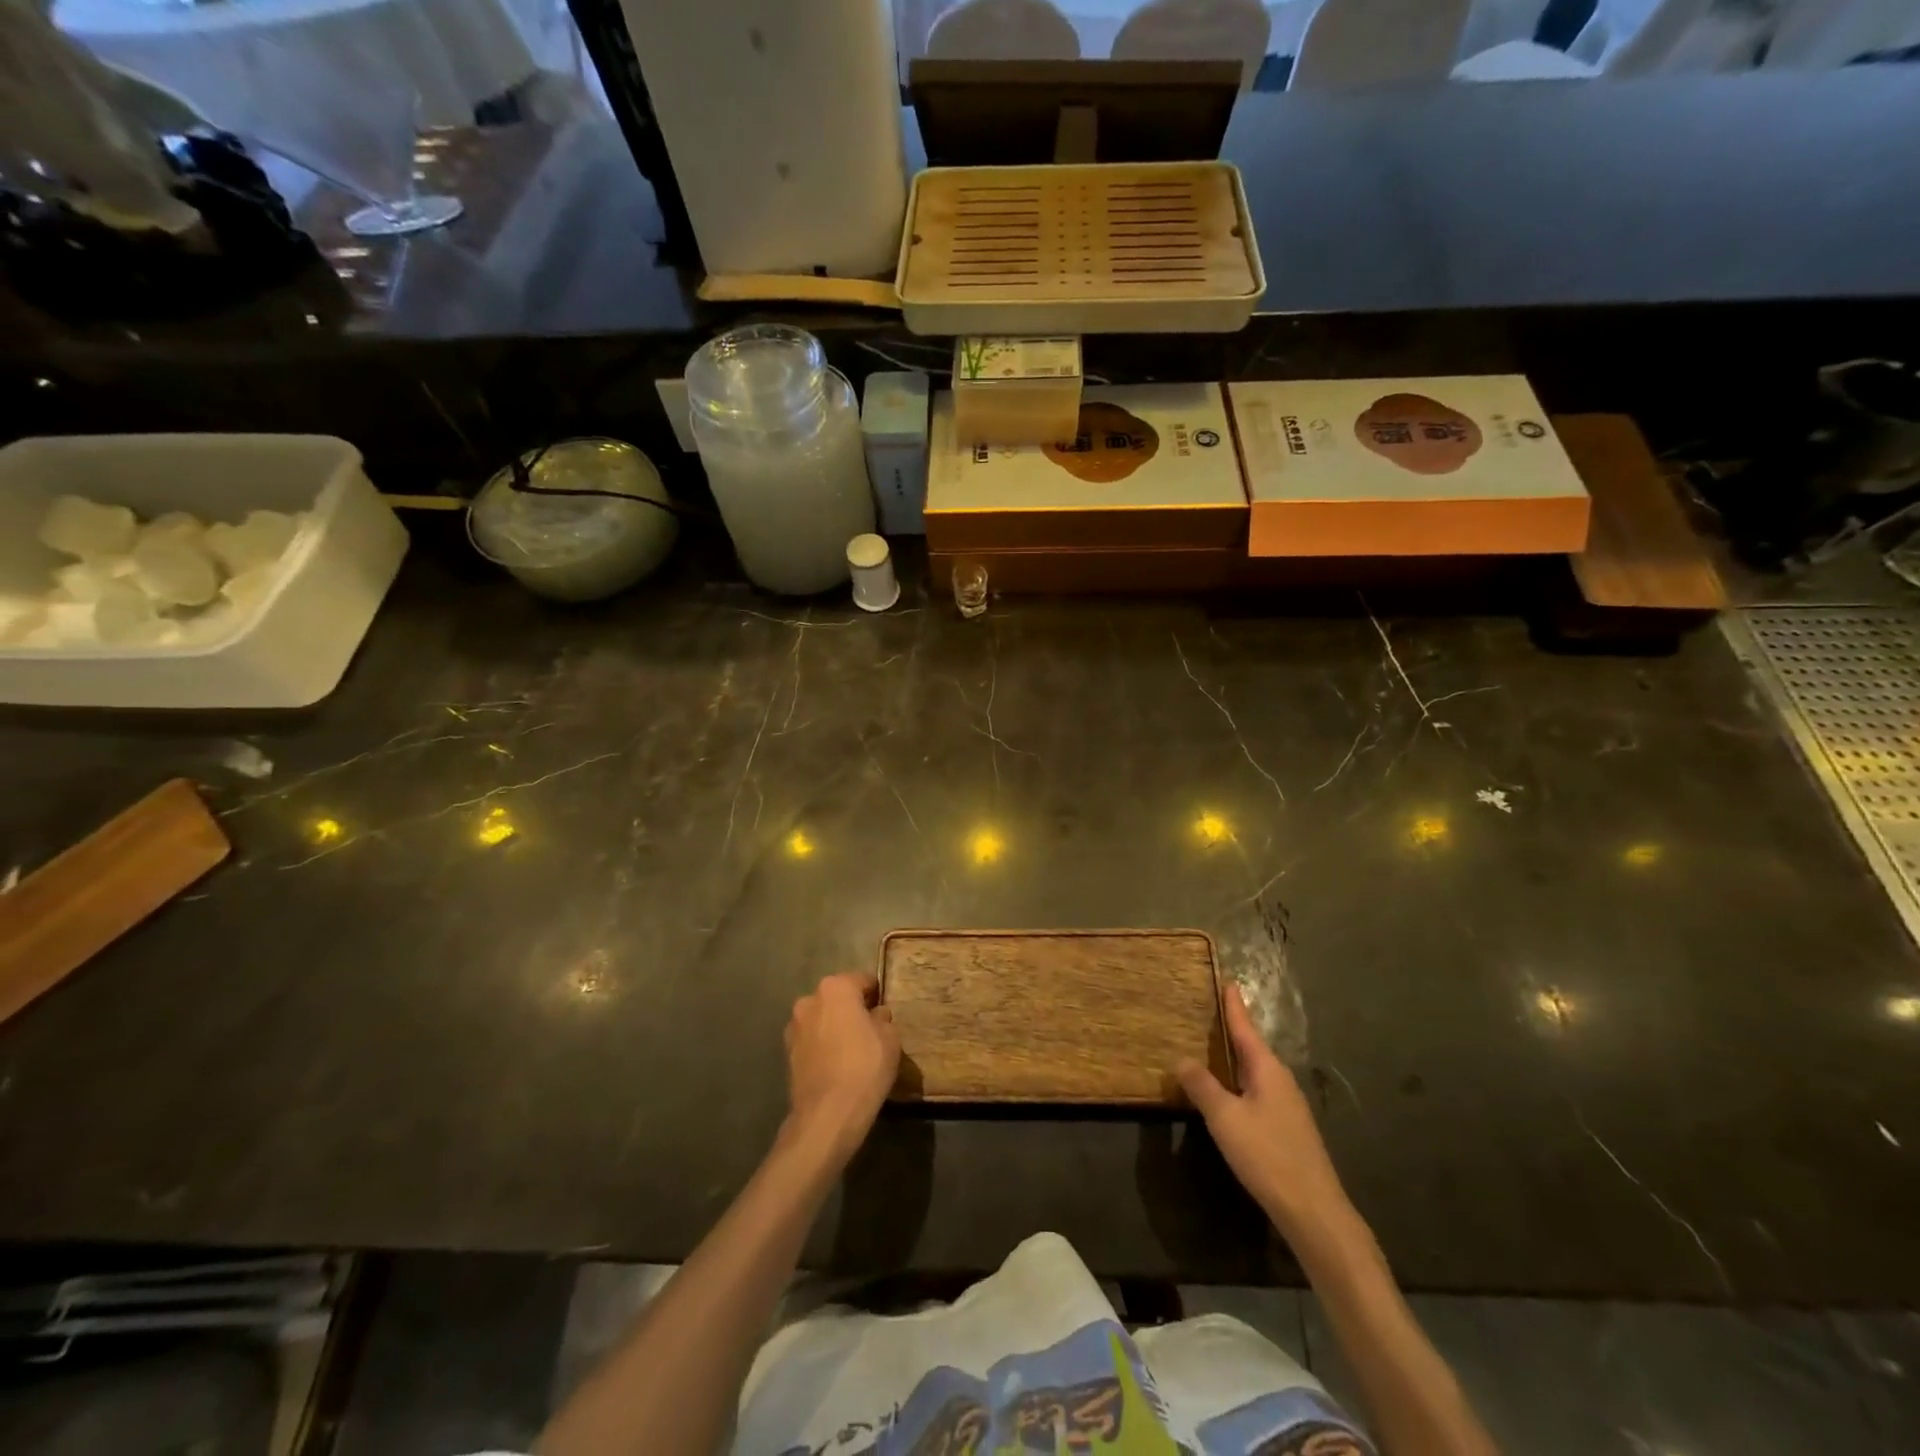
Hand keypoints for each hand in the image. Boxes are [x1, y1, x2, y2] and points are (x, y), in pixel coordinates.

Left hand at [783, 973, 899, 1162]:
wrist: (827, 1114)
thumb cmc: (865, 1067)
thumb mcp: (890, 1038)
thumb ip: (883, 1018)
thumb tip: (875, 1015)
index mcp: (836, 988)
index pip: (861, 979)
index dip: (876, 992)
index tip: (885, 1007)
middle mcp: (810, 1000)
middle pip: (837, 997)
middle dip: (852, 1008)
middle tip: (870, 1028)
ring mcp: (794, 1026)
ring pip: (822, 1018)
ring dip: (834, 1026)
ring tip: (852, 1048)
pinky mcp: (787, 1052)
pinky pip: (812, 1039)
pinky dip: (823, 1045)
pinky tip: (836, 1063)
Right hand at [1176, 983, 1350, 1243]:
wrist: (1314, 1211)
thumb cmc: (1267, 1155)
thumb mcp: (1225, 1118)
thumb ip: (1202, 1086)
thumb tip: (1181, 1059)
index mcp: (1267, 1069)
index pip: (1245, 1027)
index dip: (1234, 1006)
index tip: (1229, 981)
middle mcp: (1280, 1080)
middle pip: (1252, 1047)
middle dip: (1233, 1029)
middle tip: (1211, 1010)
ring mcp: (1287, 1106)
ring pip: (1256, 1071)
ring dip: (1235, 1057)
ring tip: (1213, 1046)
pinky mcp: (1288, 1128)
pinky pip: (1258, 1090)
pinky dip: (1240, 1081)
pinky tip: (1229, 1092)